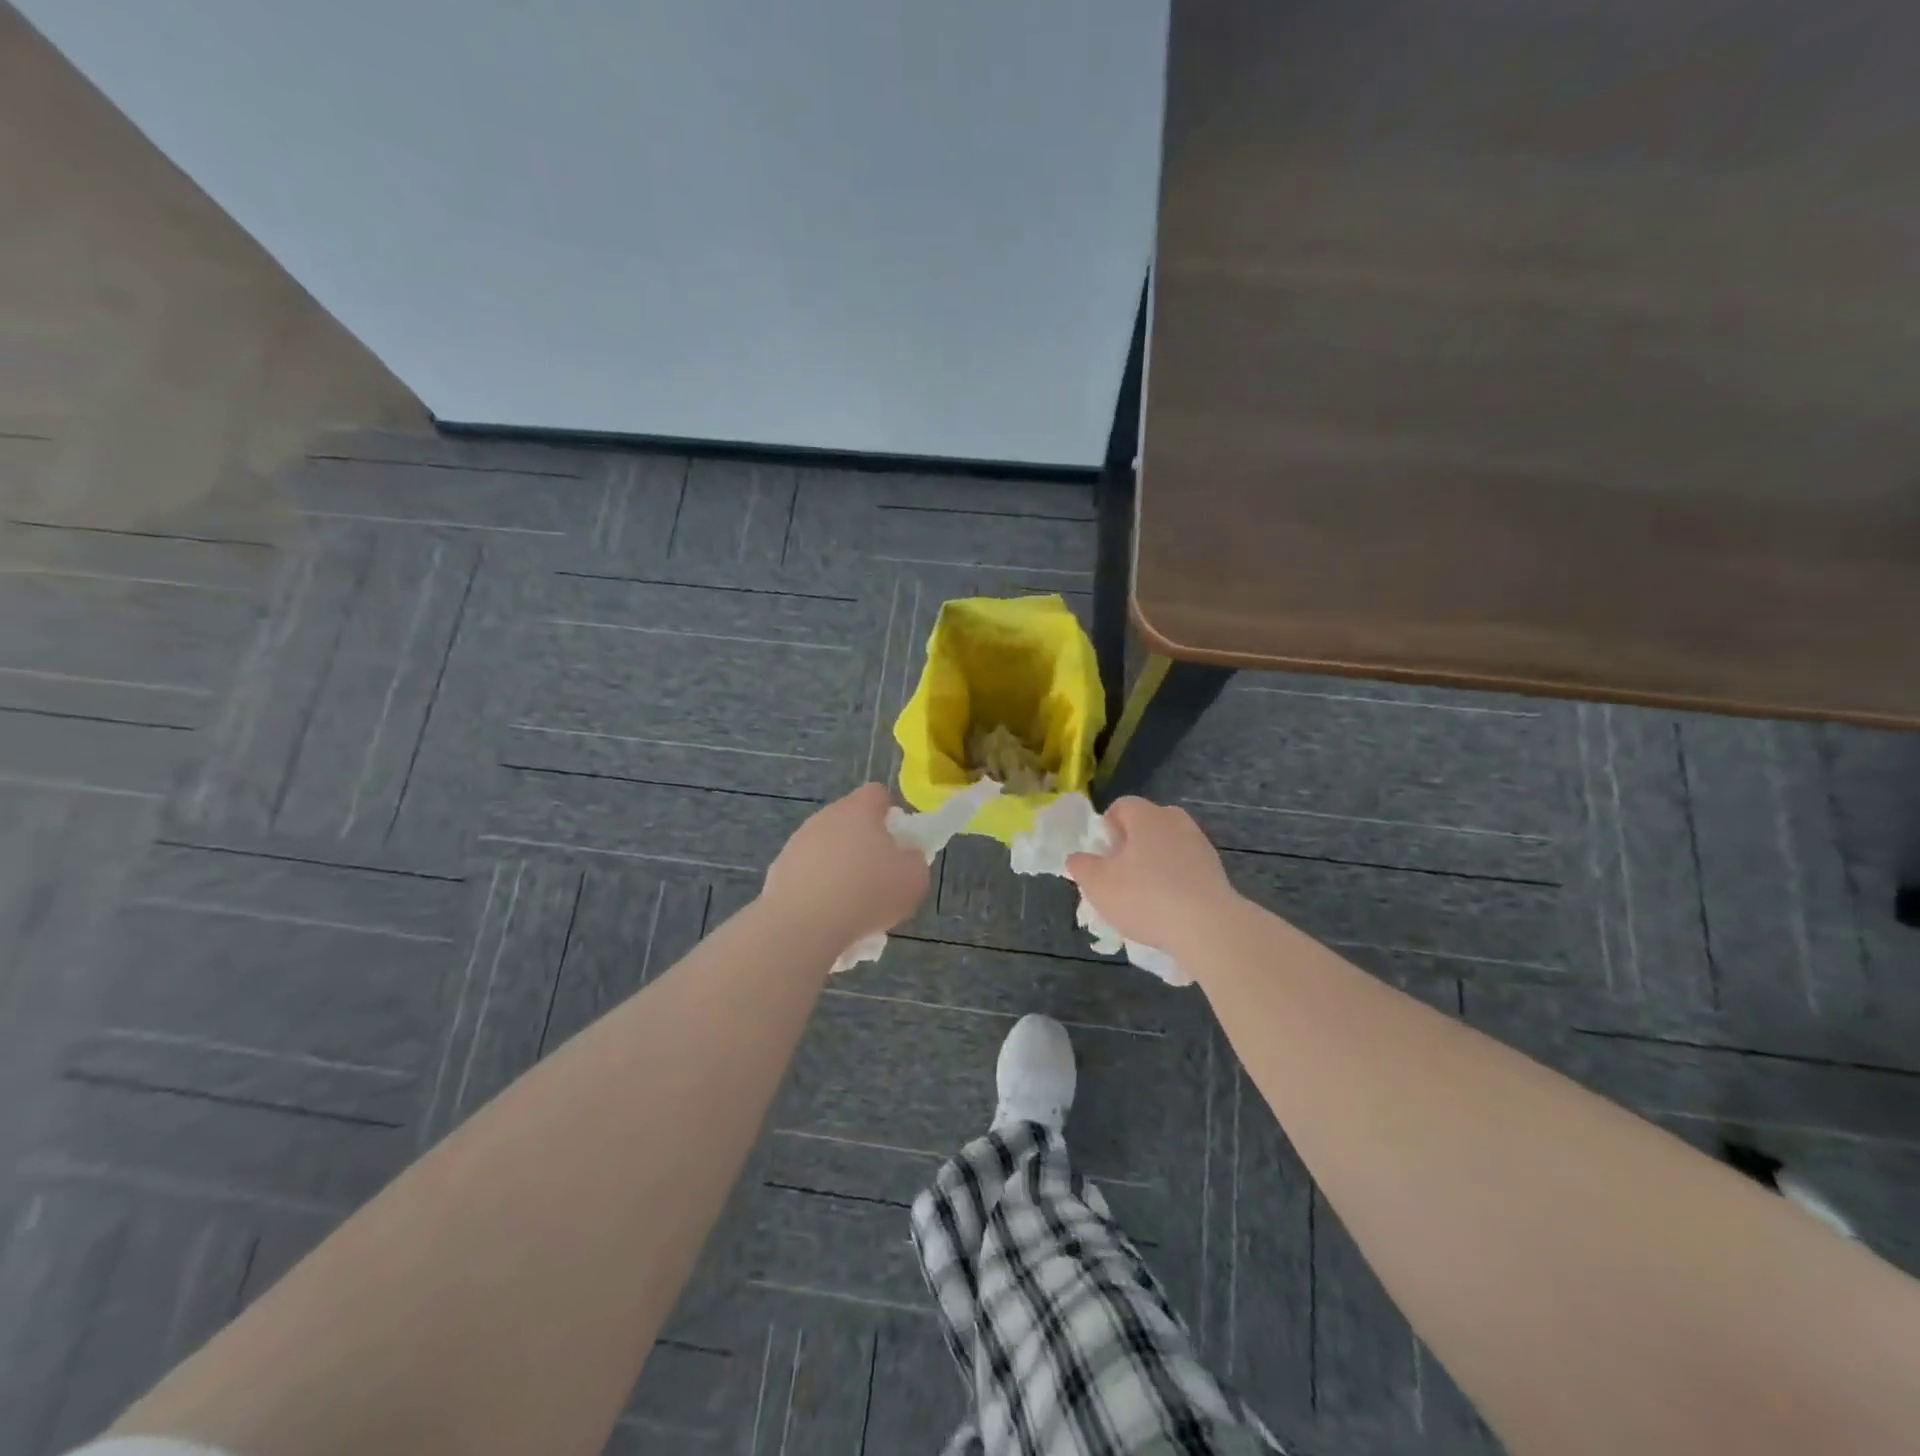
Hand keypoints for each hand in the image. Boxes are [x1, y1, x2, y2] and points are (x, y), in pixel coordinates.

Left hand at [762, 783, 930, 943]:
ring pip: (826, 848)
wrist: (805, 924)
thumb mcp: (914, 878)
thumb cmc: (868, 893)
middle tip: (878, 877)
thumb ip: (914, 860)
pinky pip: (807, 874)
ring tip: (851, 906)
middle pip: (850, 821)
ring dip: (839, 868)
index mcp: (859, 810)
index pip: (877, 794)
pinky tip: (827, 916)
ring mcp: (797, 843)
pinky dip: (818, 889)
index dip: (890, 814)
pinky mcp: (778, 870)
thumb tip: (905, 856)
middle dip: (864, 844)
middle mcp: (825, 817)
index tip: (897, 842)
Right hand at [1066, 797, 1238, 950]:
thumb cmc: (1145, 897)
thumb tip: (1077, 858)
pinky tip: (1168, 908)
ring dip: (1154, 864)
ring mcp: (1200, 844)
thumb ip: (1081, 866)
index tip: (1102, 856)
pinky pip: (1185, 868)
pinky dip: (1174, 881)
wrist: (1208, 926)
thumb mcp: (1098, 884)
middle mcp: (1175, 820)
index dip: (1106, 828)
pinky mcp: (1216, 870)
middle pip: (1146, 825)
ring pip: (1167, 846)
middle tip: (1119, 875)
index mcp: (1146, 815)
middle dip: (1130, 846)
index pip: (1121, 806)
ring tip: (1144, 897)